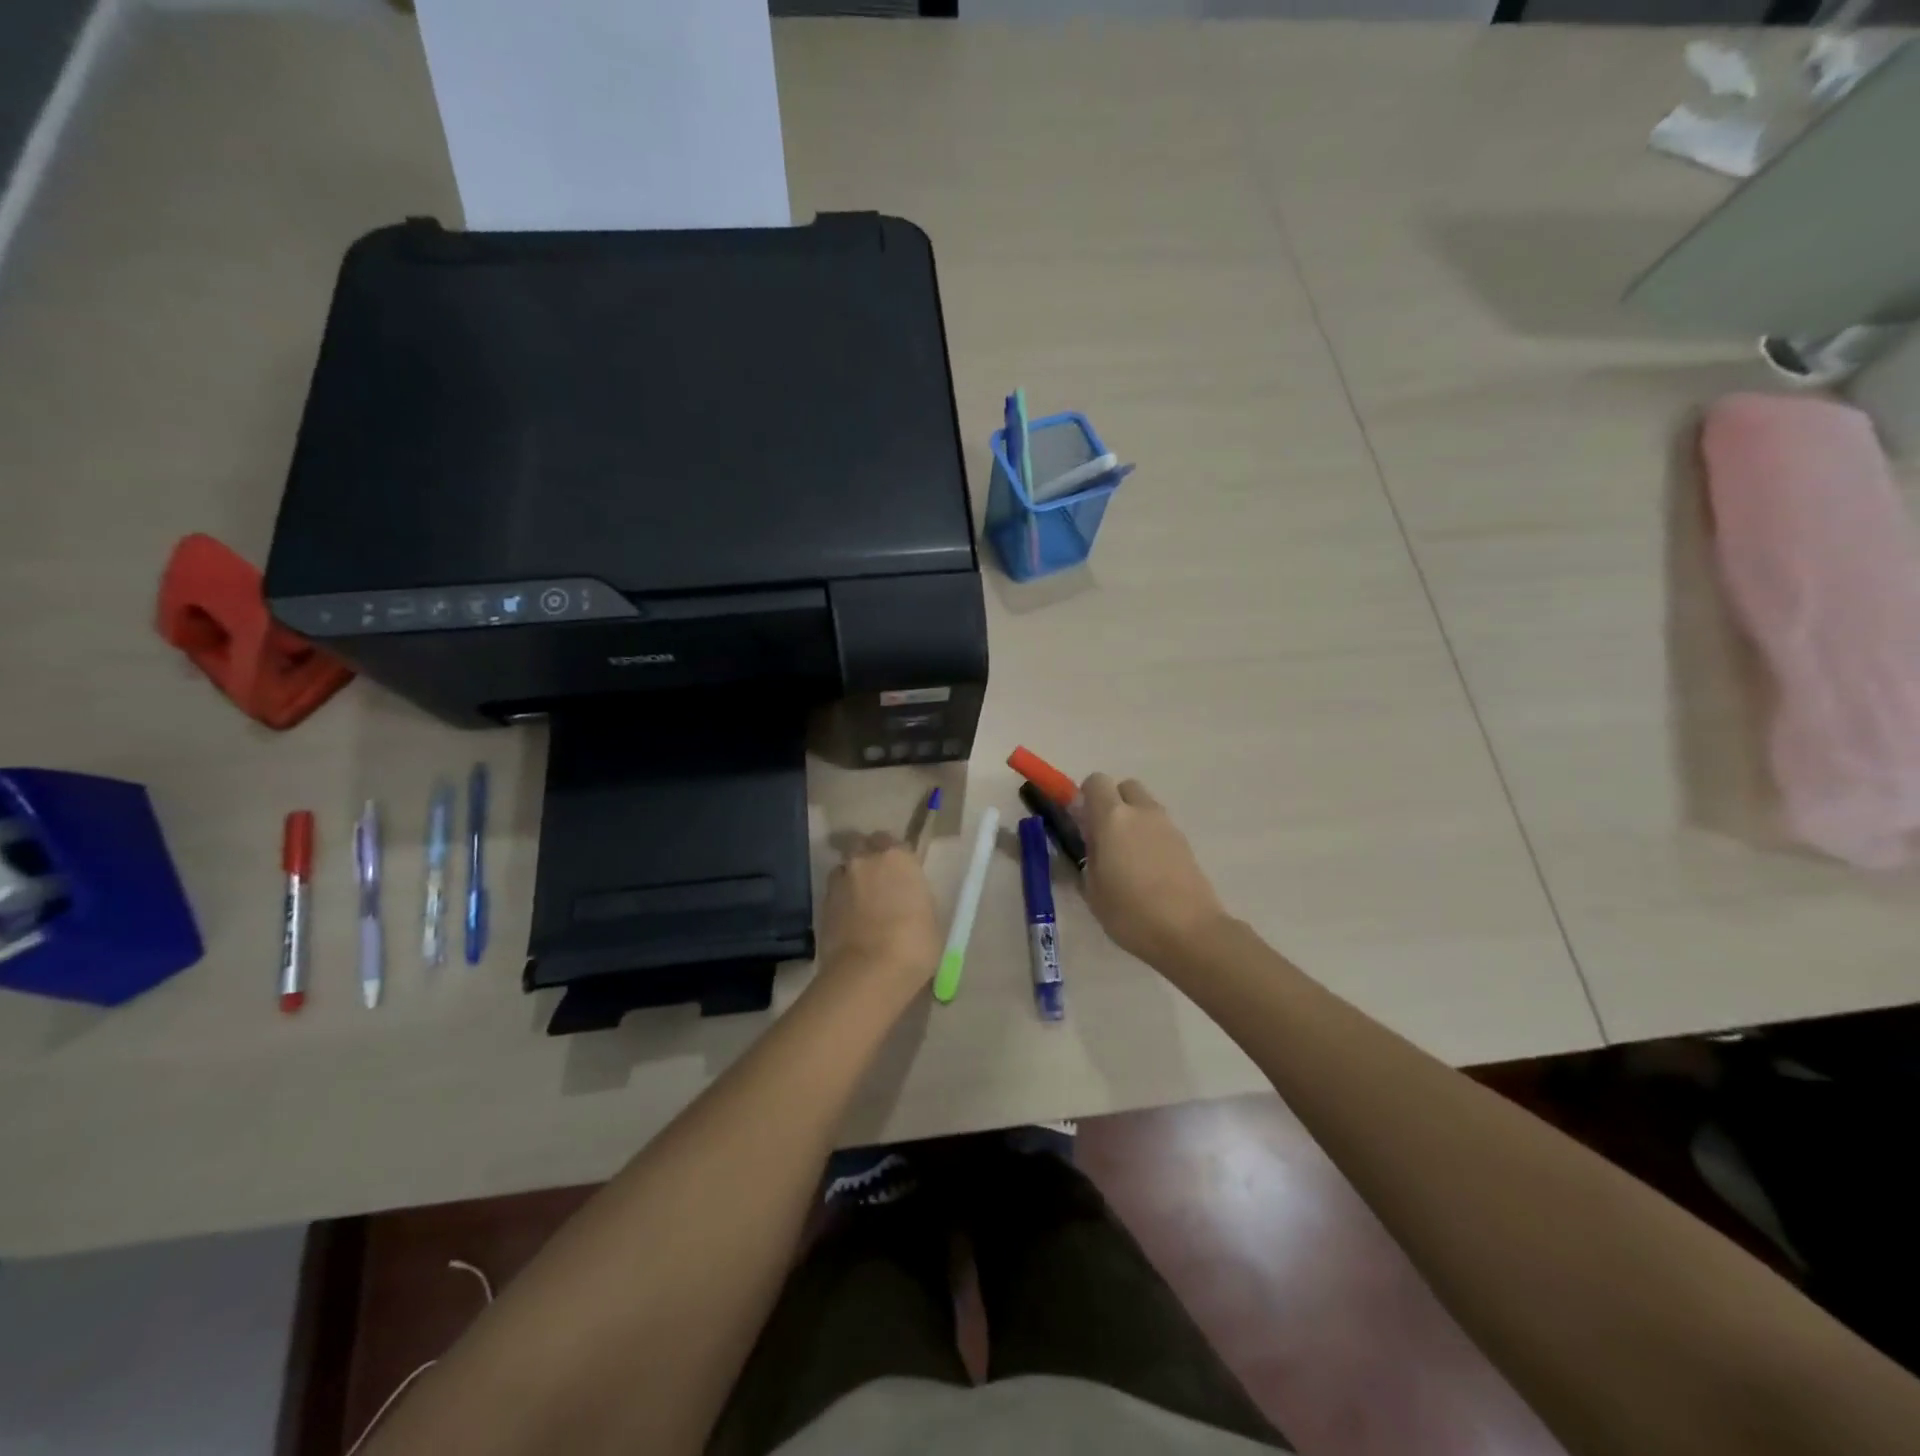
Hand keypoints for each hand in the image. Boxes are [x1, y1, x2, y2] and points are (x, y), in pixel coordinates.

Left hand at [815, 834, 941, 1000]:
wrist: (869, 972)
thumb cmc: (914, 944)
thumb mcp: (929, 917)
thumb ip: (914, 897)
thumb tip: (907, 898)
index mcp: (898, 858)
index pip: (893, 842)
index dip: (895, 855)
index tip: (900, 871)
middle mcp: (866, 860)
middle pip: (861, 844)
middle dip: (867, 855)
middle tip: (876, 877)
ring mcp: (841, 881)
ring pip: (844, 868)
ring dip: (851, 877)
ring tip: (859, 900)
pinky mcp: (822, 904)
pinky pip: (833, 893)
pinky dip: (840, 900)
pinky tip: (848, 919)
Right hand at [1074, 773, 1230, 970]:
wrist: (1190, 933)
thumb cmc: (1130, 912)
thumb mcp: (1092, 889)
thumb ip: (1089, 854)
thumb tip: (1093, 841)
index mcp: (1113, 818)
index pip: (1096, 782)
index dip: (1085, 797)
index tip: (1081, 823)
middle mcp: (1142, 812)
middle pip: (1125, 787)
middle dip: (1113, 803)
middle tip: (1105, 837)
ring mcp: (1168, 826)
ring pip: (1145, 807)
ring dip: (1133, 820)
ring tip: (1127, 859)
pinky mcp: (1186, 843)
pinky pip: (1160, 828)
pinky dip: (1151, 838)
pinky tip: (1148, 872)